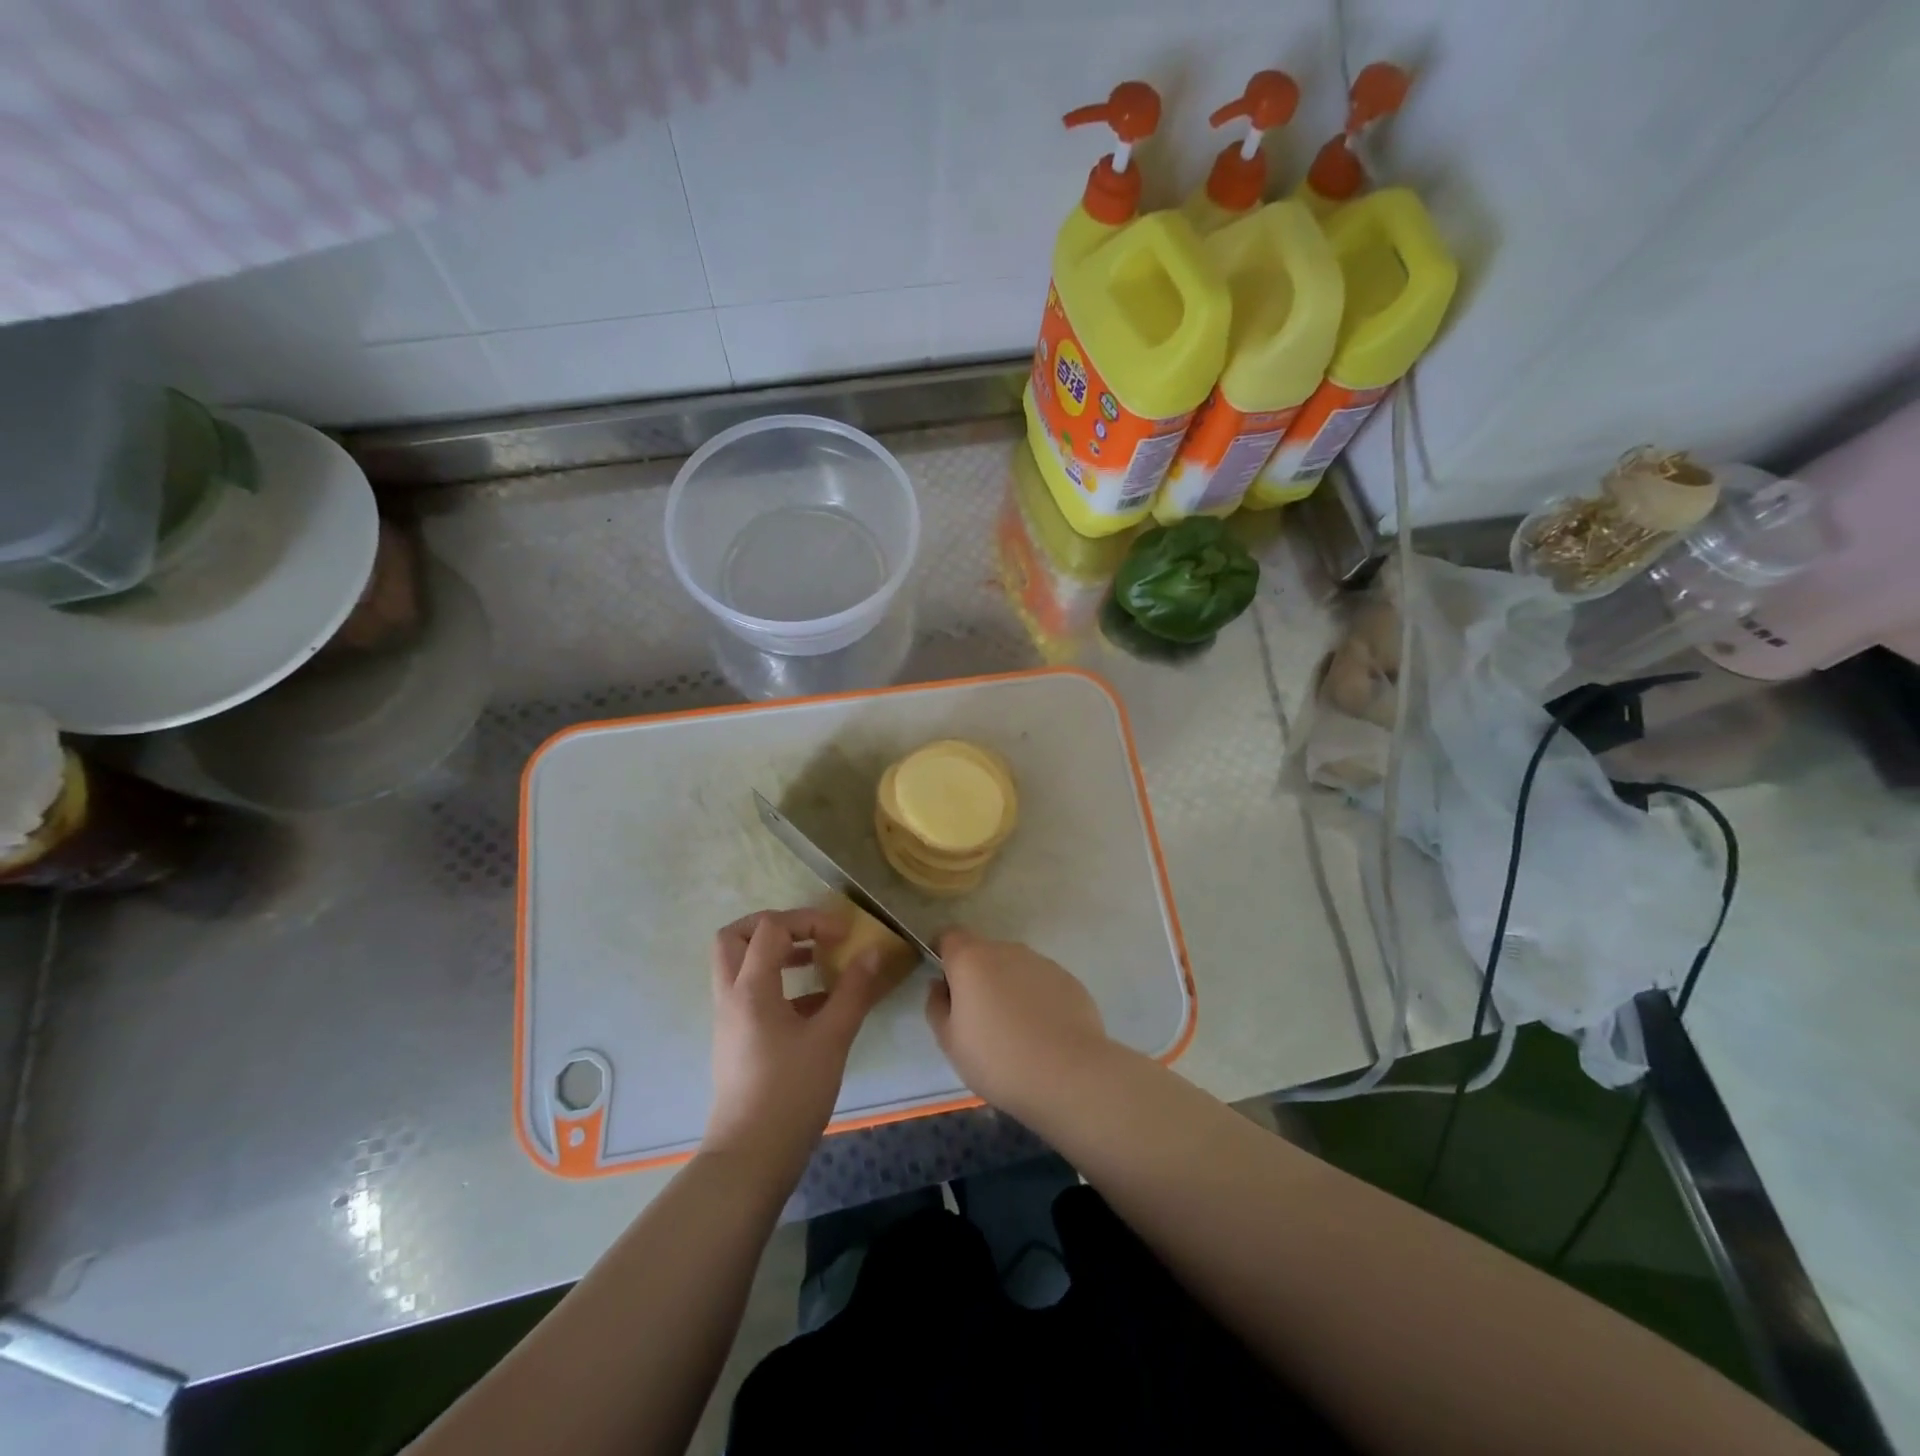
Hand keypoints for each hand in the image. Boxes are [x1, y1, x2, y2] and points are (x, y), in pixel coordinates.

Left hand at [703, 908, 888, 1177]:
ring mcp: (730, 1020)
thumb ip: (853, 991)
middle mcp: (731, 997)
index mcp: (750, 989)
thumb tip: (872, 952)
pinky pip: (750, 994)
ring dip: (775, 953)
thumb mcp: (832, 1038)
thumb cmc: (791, 1093)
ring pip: (739, 966)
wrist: (750, 1158)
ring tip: (815, 961)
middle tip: (809, 933)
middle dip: (773, 925)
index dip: (809, 920)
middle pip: (735, 937)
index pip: (771, 928)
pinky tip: (816, 1004)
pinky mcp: (737, 1041)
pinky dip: (778, 984)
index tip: (842, 934)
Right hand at [925, 928, 1112, 1118]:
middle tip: (978, 1017)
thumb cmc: (997, 1059)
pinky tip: (1042, 1033)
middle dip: (976, 976)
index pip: (949, 936)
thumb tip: (940, 986)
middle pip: (983, 953)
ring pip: (1014, 968)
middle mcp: (1007, 950)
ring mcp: (1041, 962)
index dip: (943, 954)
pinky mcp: (1068, 979)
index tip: (945, 983)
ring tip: (1014, 1030)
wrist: (1067, 1074)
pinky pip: (1041, 983)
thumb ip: (937, 1006)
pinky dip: (1036, 999)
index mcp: (971, 959)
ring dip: (1007, 987)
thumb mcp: (950, 1042)